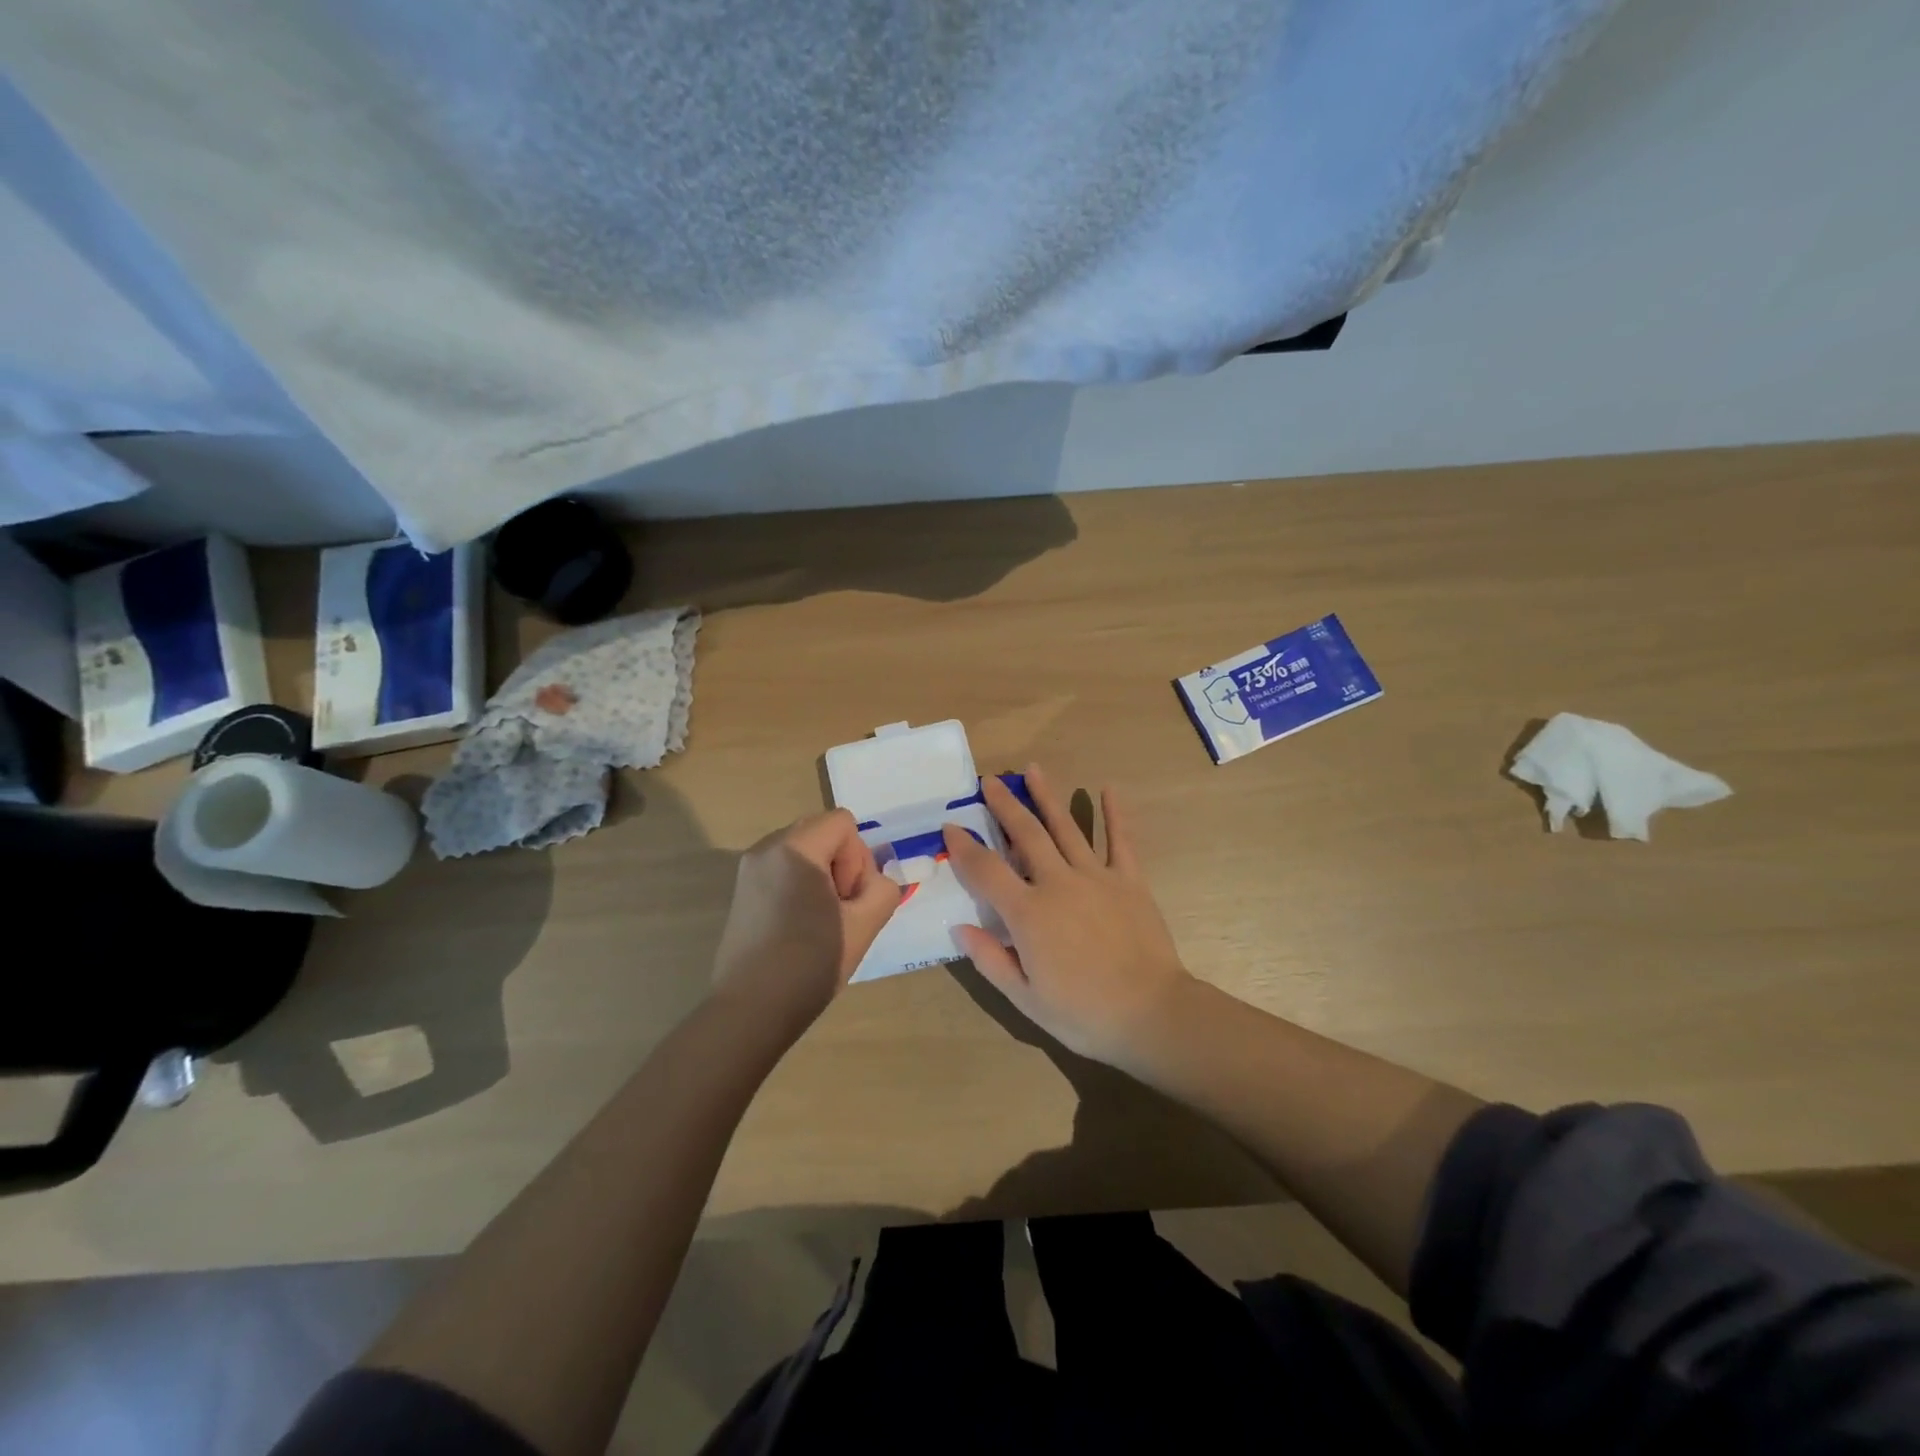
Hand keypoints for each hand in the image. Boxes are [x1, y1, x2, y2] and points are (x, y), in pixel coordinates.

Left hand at [711, 809, 900, 1039]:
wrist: (750, 1011)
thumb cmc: (810, 964)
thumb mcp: (865, 925)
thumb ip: (882, 889)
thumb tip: (873, 882)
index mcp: (795, 848)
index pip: (843, 822)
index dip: (858, 858)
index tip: (848, 900)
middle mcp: (767, 848)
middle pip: (822, 831)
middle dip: (841, 864)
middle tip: (839, 909)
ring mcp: (749, 868)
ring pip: (804, 850)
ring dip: (822, 875)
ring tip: (820, 920)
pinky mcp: (742, 890)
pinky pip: (784, 868)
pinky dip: (801, 885)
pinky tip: (799, 926)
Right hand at [943, 766, 1192, 1067]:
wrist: (1151, 1014)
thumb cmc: (1083, 1014)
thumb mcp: (1025, 998)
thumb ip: (990, 959)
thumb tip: (959, 926)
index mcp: (1028, 913)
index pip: (986, 870)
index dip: (965, 846)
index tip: (950, 825)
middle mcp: (1058, 883)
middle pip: (1026, 834)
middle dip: (1005, 805)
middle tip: (989, 780)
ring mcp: (1096, 877)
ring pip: (1066, 828)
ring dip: (1047, 797)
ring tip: (1032, 769)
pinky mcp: (1129, 881)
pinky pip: (1121, 841)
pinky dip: (1114, 814)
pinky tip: (1108, 788)